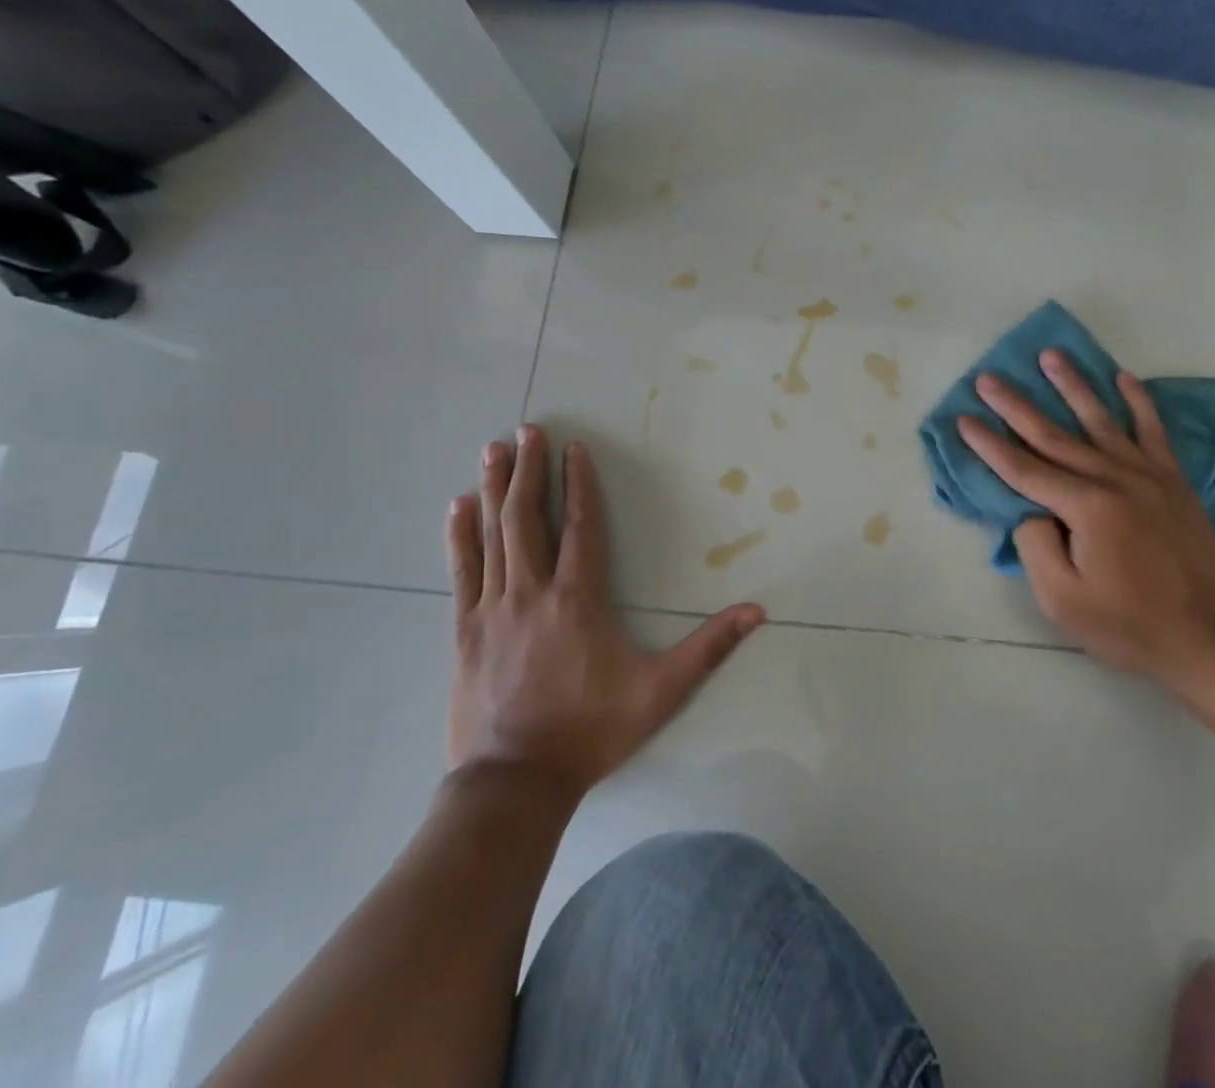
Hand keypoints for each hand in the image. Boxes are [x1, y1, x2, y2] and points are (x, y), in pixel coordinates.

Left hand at [446, 425, 764, 795]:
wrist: (514, 783)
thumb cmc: (591, 730)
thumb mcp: (661, 690)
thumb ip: (709, 647)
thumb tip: (758, 611)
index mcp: (579, 598)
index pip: (582, 526)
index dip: (580, 484)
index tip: (574, 449)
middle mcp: (534, 592)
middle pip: (530, 518)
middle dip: (530, 470)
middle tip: (527, 430)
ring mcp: (494, 609)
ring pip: (493, 536)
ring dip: (494, 489)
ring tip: (493, 450)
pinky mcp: (465, 631)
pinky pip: (461, 572)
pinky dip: (459, 536)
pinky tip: (456, 507)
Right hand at [957, 350, 1214, 700]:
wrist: (1207, 636)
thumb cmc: (1128, 624)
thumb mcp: (1062, 600)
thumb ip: (1036, 546)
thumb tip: (1033, 510)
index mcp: (1086, 508)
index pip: (1024, 469)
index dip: (989, 445)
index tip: (963, 420)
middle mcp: (1114, 479)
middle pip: (1054, 435)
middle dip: (1016, 406)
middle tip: (988, 379)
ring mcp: (1148, 475)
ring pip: (1101, 419)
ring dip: (1073, 385)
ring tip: (1051, 356)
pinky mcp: (1173, 481)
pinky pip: (1152, 430)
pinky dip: (1138, 401)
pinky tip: (1123, 378)